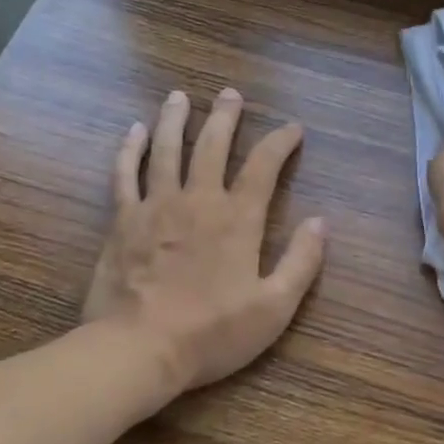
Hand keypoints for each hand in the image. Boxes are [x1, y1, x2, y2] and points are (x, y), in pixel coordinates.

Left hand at [84, 87, 325, 394]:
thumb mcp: (273, 308)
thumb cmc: (212, 333)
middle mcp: (198, 200)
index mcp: (237, 219)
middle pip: (212, 145)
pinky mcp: (122, 220)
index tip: (292, 128)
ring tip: (179, 96)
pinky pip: (125, 174)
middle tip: (230, 94)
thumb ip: (301, 263)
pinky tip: (132, 131)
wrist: (139, 349)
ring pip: (166, 149)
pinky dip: (129, 150)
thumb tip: (320, 222)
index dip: (280, 142)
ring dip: (174, 120)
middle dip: (225, 117)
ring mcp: (155, 206)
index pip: (264, 166)